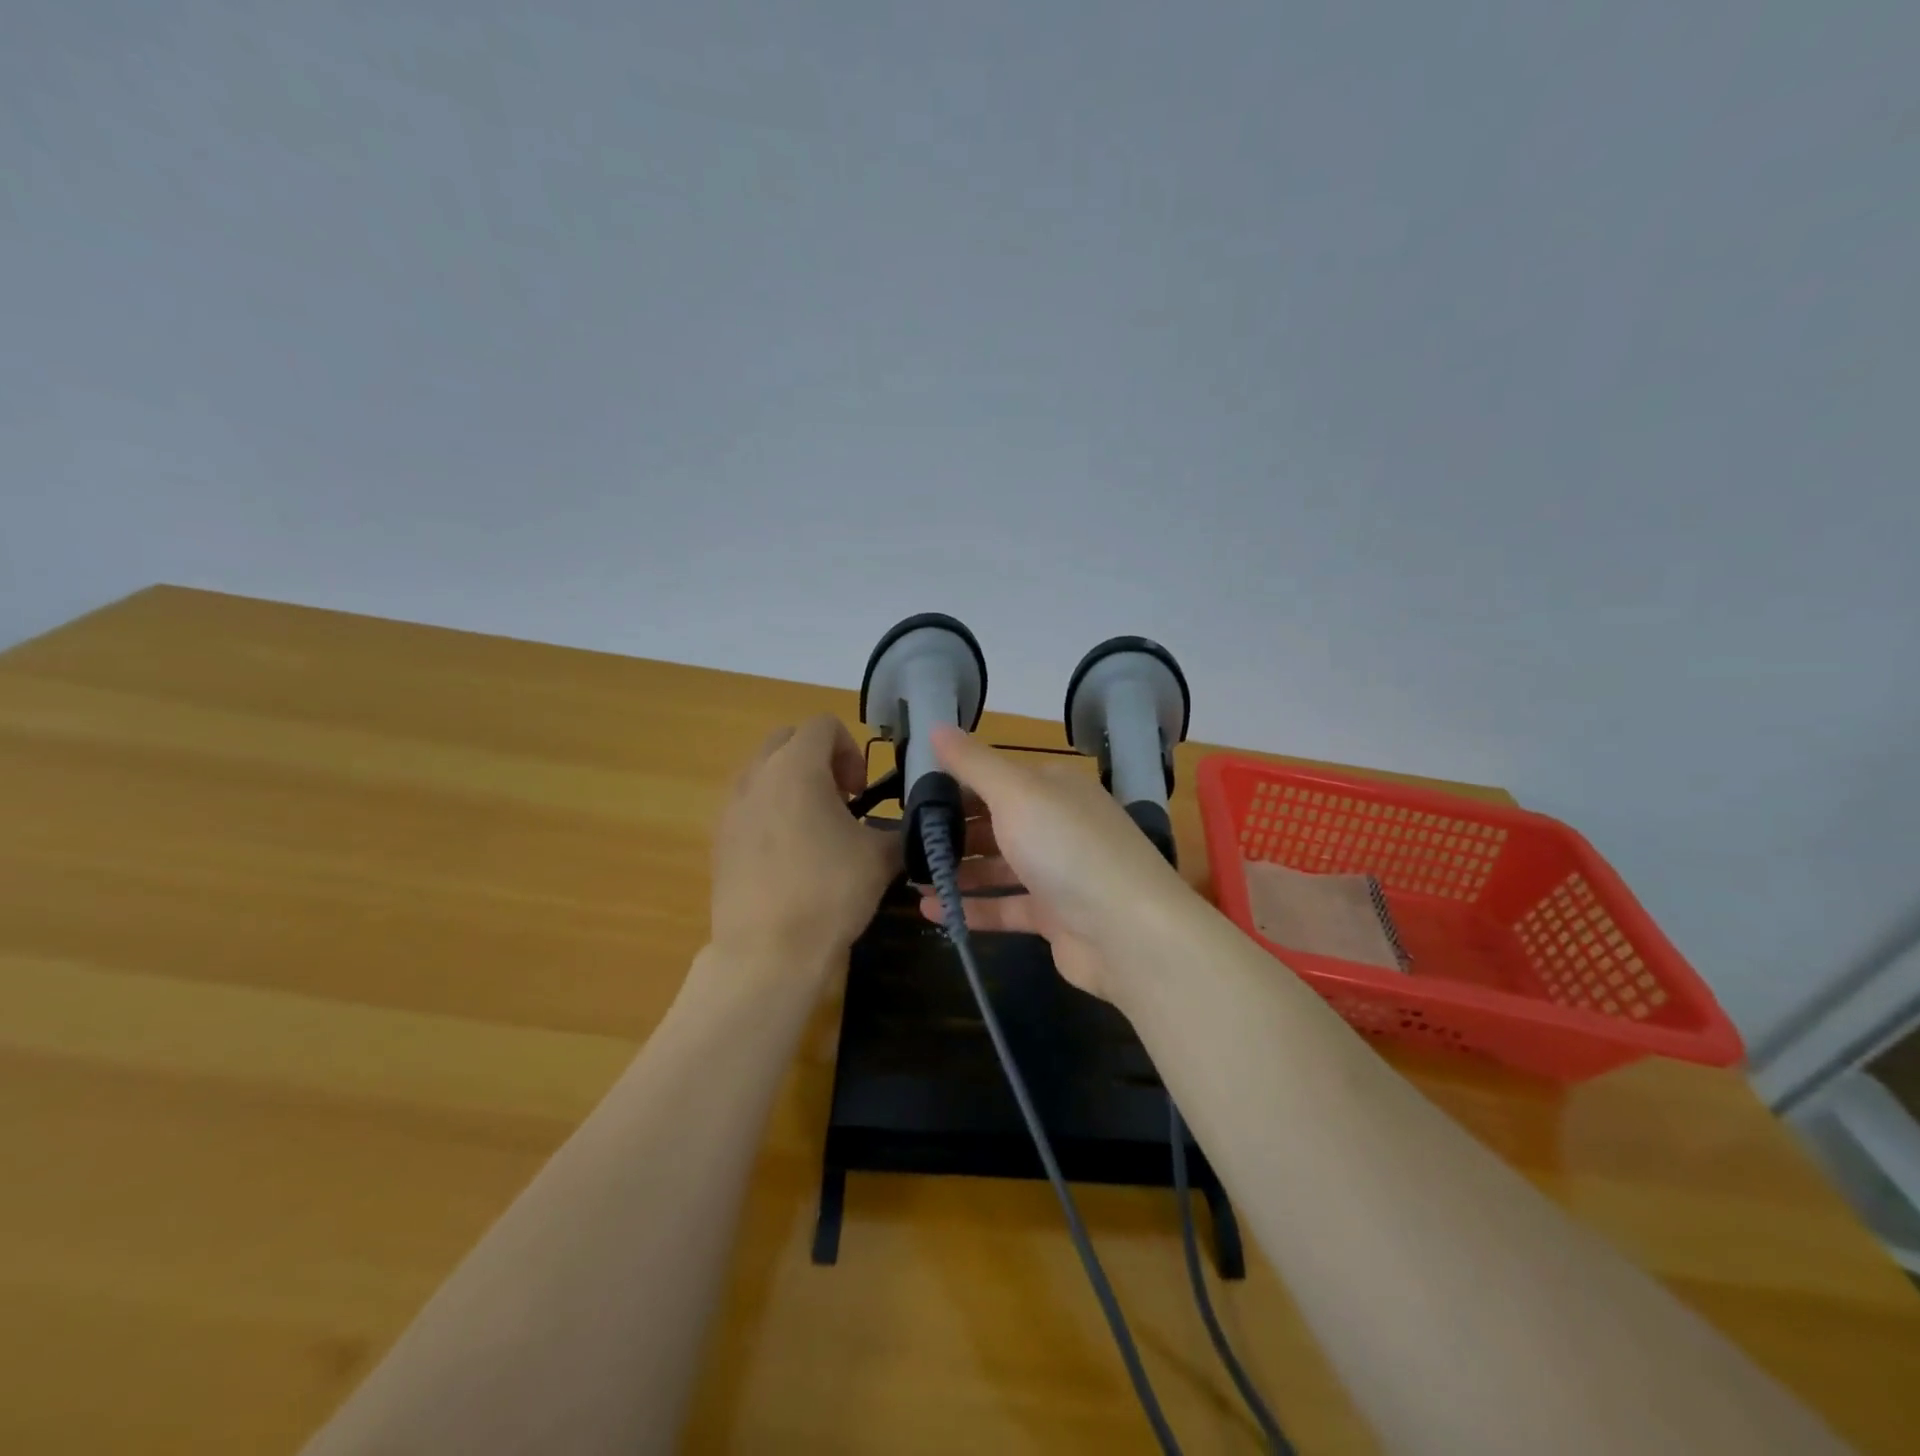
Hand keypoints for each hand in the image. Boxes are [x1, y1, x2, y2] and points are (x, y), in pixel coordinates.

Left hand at [709, 715, 900, 979]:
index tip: (861, 792)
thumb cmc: (829, 893)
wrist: (767, 953)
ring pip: (764, 771)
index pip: (823, 725)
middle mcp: (757, 776)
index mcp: (796, 768)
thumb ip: (900, 829)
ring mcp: (731, 808)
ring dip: (793, 784)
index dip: (851, 749)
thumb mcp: (881, 857)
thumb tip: (912, 826)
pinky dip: (771, 812)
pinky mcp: (719, 839)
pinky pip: (748, 805)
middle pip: (788, 740)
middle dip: (819, 759)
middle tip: (842, 801)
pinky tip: (790, 856)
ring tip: (816, 829)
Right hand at [916, 724, 1193, 999]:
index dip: (954, 784)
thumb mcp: (1016, 793)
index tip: (911, 797)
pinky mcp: (1055, 917)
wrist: (1129, 933)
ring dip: (958, 870)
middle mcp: (1058, 824)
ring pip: (999, 866)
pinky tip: (929, 911)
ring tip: (910, 877)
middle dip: (953, 830)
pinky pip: (1005, 907)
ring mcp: (1059, 873)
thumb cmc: (1068, 848)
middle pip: (996, 822)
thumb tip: (935, 724)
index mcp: (1054, 788)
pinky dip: (971, 907)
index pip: (996, 777)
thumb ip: (973, 762)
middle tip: (904, 841)